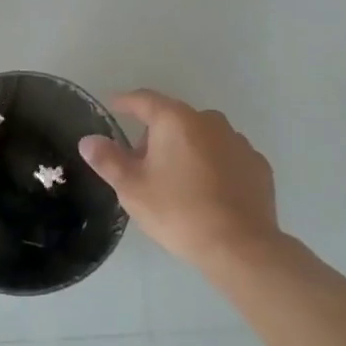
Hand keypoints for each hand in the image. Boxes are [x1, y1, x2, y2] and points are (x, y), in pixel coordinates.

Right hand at [79, 90, 282, 269]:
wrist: (240, 246)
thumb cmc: (178, 212)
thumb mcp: (132, 188)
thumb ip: (108, 160)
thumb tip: (88, 140)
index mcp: (175, 120)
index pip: (144, 99)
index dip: (125, 102)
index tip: (113, 107)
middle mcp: (209, 121)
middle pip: (174, 119)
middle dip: (156, 135)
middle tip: (142, 164)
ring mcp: (238, 141)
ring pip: (202, 136)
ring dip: (187, 149)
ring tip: (177, 182)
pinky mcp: (257, 165)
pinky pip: (226, 156)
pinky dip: (213, 165)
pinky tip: (208, 192)